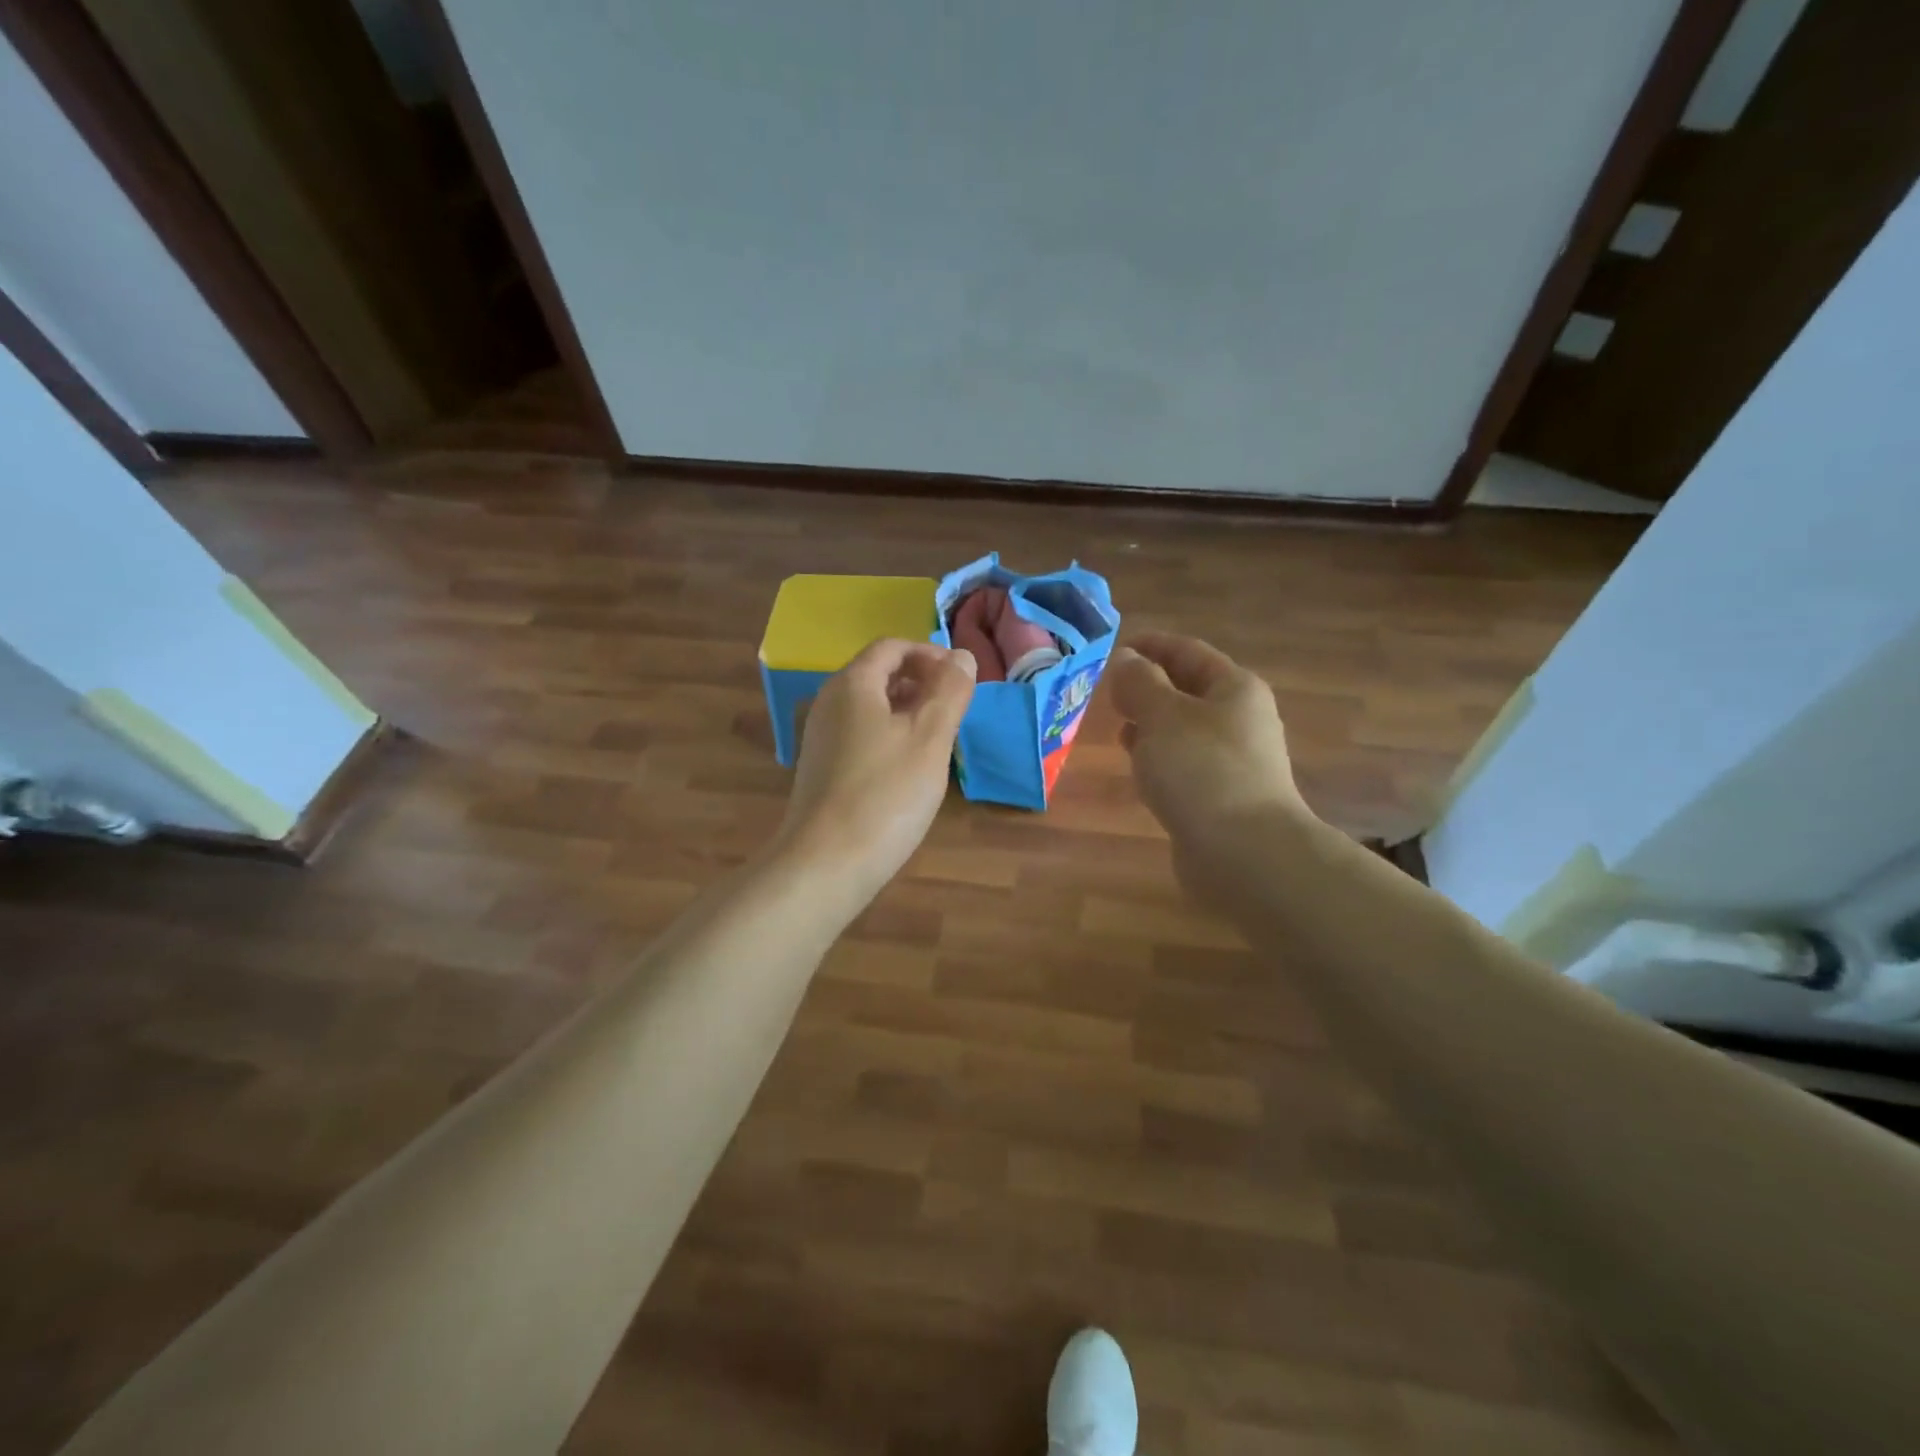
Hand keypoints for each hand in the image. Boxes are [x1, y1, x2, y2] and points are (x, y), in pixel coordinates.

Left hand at [772, 638, 975, 902]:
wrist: (826, 863)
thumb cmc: (886, 794)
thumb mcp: (929, 738)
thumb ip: (949, 691)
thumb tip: (962, 655)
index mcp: (853, 684)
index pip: (892, 647)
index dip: (930, 654)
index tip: (962, 680)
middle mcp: (830, 703)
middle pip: (879, 675)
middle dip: (921, 683)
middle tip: (956, 710)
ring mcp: (821, 738)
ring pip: (871, 709)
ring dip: (908, 712)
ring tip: (940, 739)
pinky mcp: (822, 770)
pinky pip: (861, 736)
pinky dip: (890, 737)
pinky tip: (910, 770)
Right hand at [1109, 631, 1318, 890]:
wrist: (1244, 852)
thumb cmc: (1202, 770)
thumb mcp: (1162, 715)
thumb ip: (1139, 683)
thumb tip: (1126, 661)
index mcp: (1234, 688)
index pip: (1188, 651)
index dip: (1152, 645)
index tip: (1116, 648)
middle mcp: (1239, 719)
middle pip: (1188, 690)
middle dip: (1148, 687)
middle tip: (1107, 691)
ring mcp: (1232, 761)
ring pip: (1183, 730)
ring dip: (1151, 724)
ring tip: (1116, 726)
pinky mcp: (1220, 796)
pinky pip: (1183, 764)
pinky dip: (1158, 758)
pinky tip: (1137, 769)